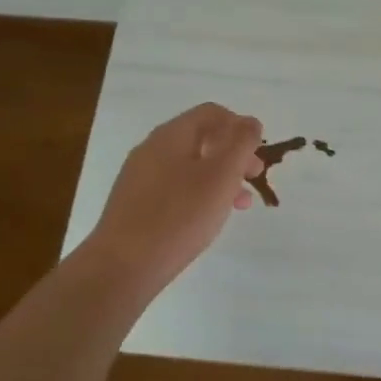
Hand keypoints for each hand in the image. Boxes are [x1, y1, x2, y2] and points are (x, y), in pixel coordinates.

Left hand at [81, 103, 263, 296]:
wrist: (123, 267)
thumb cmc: (180, 216)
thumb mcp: (222, 175)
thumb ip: (241, 143)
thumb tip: (250, 122)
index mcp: (172, 135)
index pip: (212, 113)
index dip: (240, 127)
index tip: (258, 154)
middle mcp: (152, 149)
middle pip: (202, 138)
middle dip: (233, 154)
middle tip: (253, 179)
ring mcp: (140, 177)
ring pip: (190, 166)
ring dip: (220, 177)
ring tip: (239, 204)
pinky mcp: (135, 204)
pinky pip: (175, 187)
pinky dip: (199, 194)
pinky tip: (207, 218)